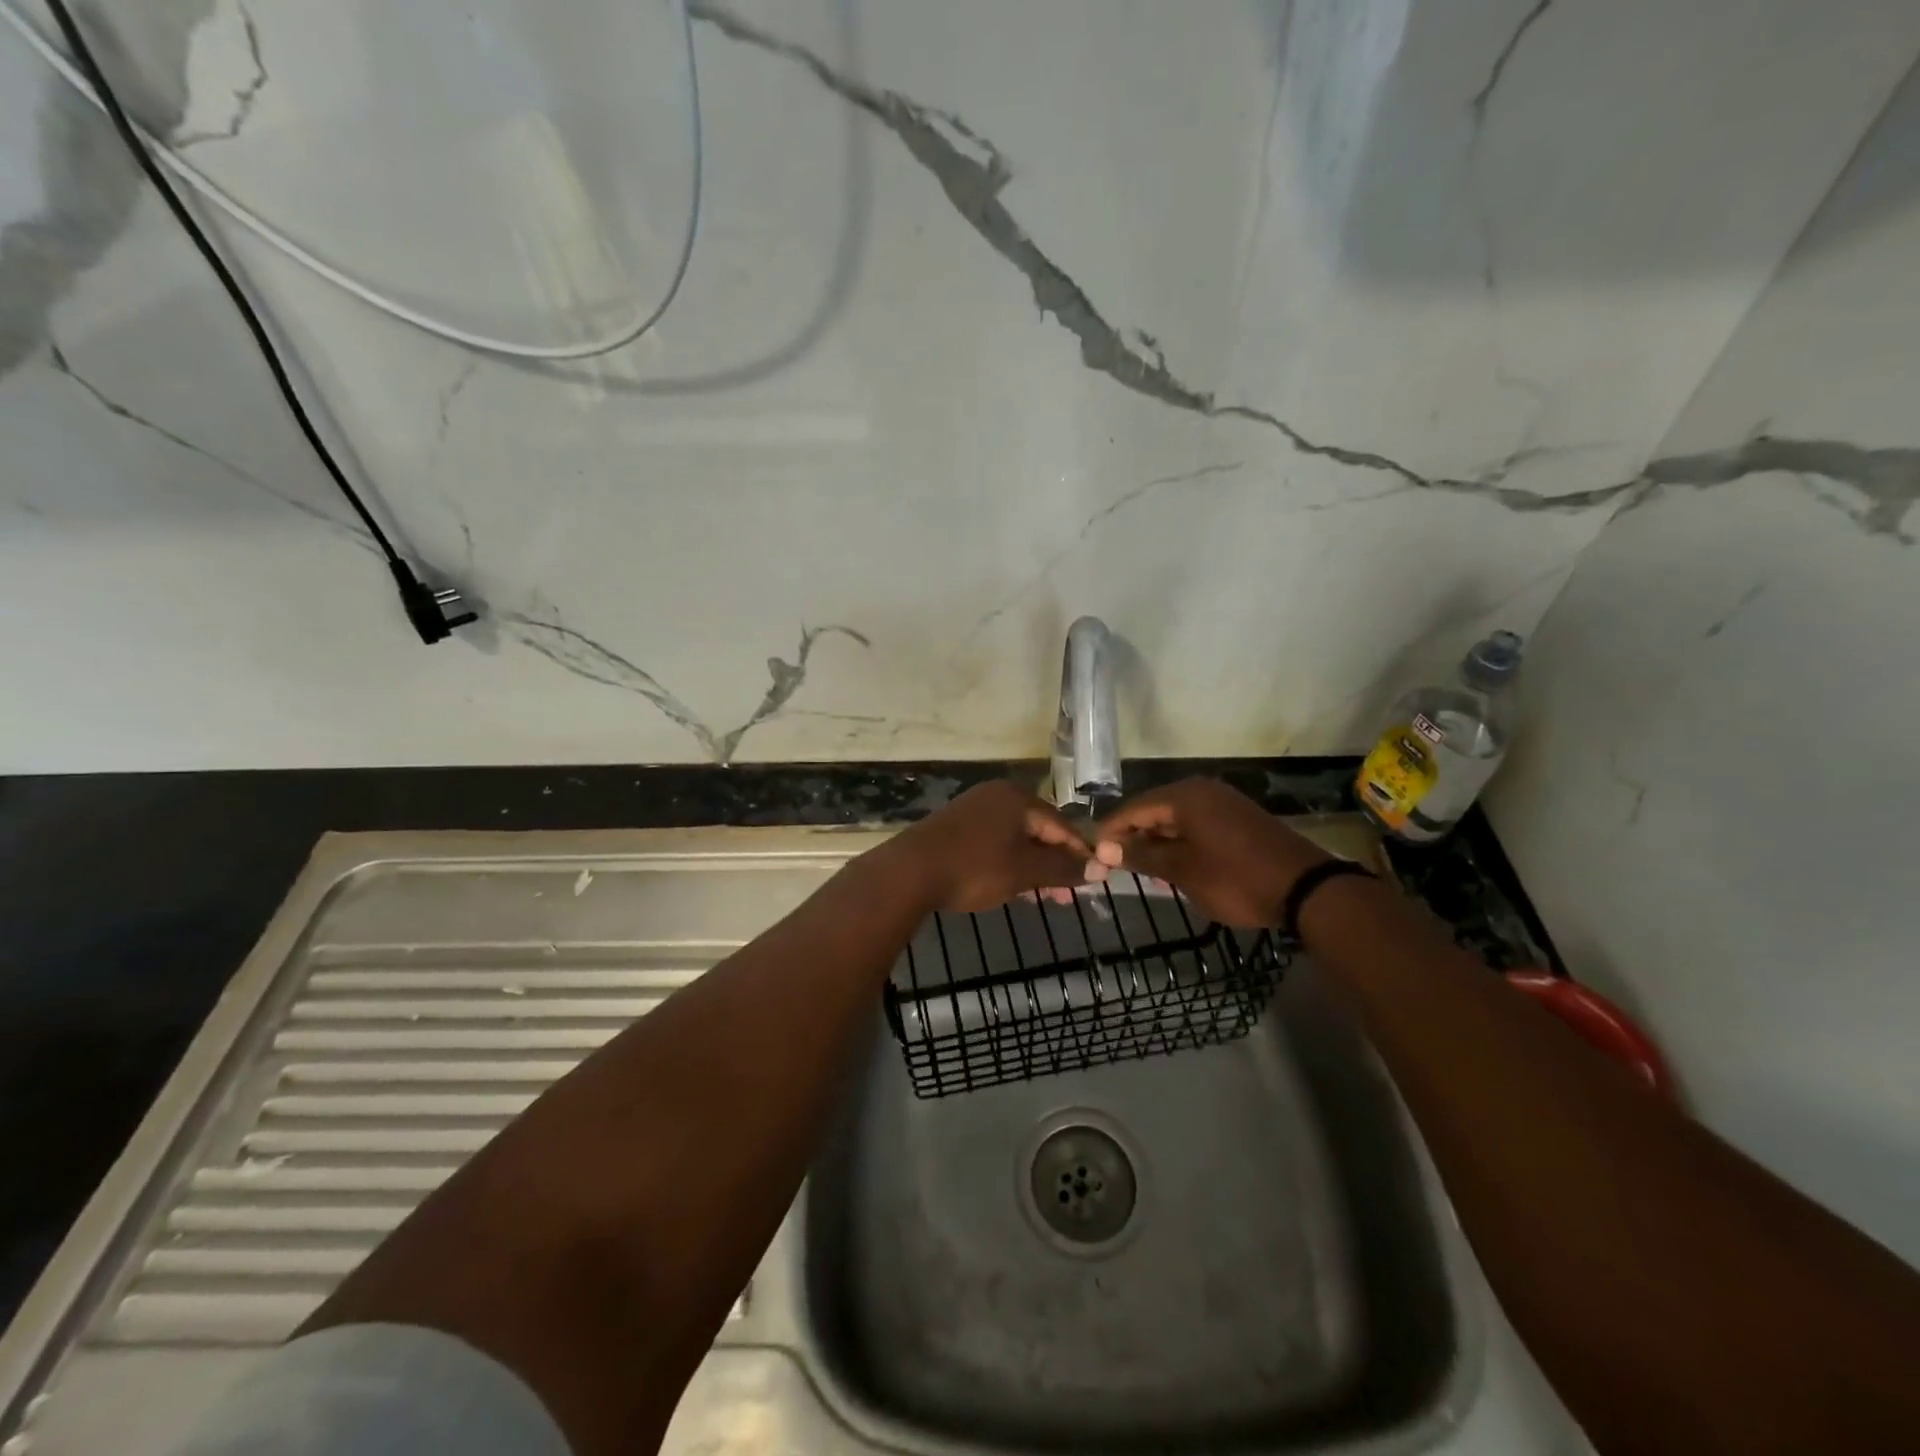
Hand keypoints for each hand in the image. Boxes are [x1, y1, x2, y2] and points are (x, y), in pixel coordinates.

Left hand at [891, 781, 1093, 912]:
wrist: (910, 872)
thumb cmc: (975, 868)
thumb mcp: (1025, 871)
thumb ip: (1063, 868)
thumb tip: (1100, 868)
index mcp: (1017, 798)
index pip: (1061, 824)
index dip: (1080, 853)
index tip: (1094, 881)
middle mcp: (996, 796)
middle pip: (1039, 830)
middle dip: (1055, 864)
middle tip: (1066, 897)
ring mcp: (973, 810)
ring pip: (1016, 839)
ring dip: (1033, 867)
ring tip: (1043, 897)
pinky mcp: (955, 827)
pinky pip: (995, 843)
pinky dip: (1009, 863)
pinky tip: (1013, 887)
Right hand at [1090, 778, 1329, 926]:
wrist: (1307, 890)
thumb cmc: (1236, 879)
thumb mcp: (1183, 870)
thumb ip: (1141, 855)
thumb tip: (1104, 848)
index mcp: (1185, 796)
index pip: (1133, 808)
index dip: (1111, 832)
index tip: (1094, 858)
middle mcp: (1203, 790)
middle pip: (1154, 810)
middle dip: (1134, 837)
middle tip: (1117, 867)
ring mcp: (1224, 803)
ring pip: (1176, 819)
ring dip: (1158, 842)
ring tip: (1144, 871)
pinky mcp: (1240, 819)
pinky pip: (1197, 825)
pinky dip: (1181, 843)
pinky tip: (1176, 866)